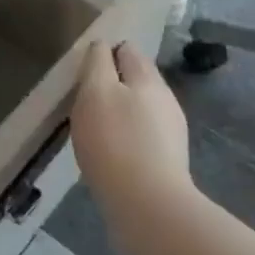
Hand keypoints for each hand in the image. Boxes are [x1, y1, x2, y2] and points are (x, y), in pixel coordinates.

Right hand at [71, 41, 194, 211]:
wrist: (148, 207)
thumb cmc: (115, 141)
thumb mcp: (95, 91)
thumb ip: (97, 64)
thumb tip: (101, 47)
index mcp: (148, 78)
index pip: (127, 50)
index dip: (105, 53)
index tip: (84, 68)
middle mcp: (165, 100)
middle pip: (135, 80)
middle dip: (112, 85)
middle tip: (84, 100)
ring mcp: (170, 133)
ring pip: (139, 110)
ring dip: (118, 113)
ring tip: (93, 129)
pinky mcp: (167, 163)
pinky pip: (141, 138)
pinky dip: (124, 139)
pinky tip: (109, 154)